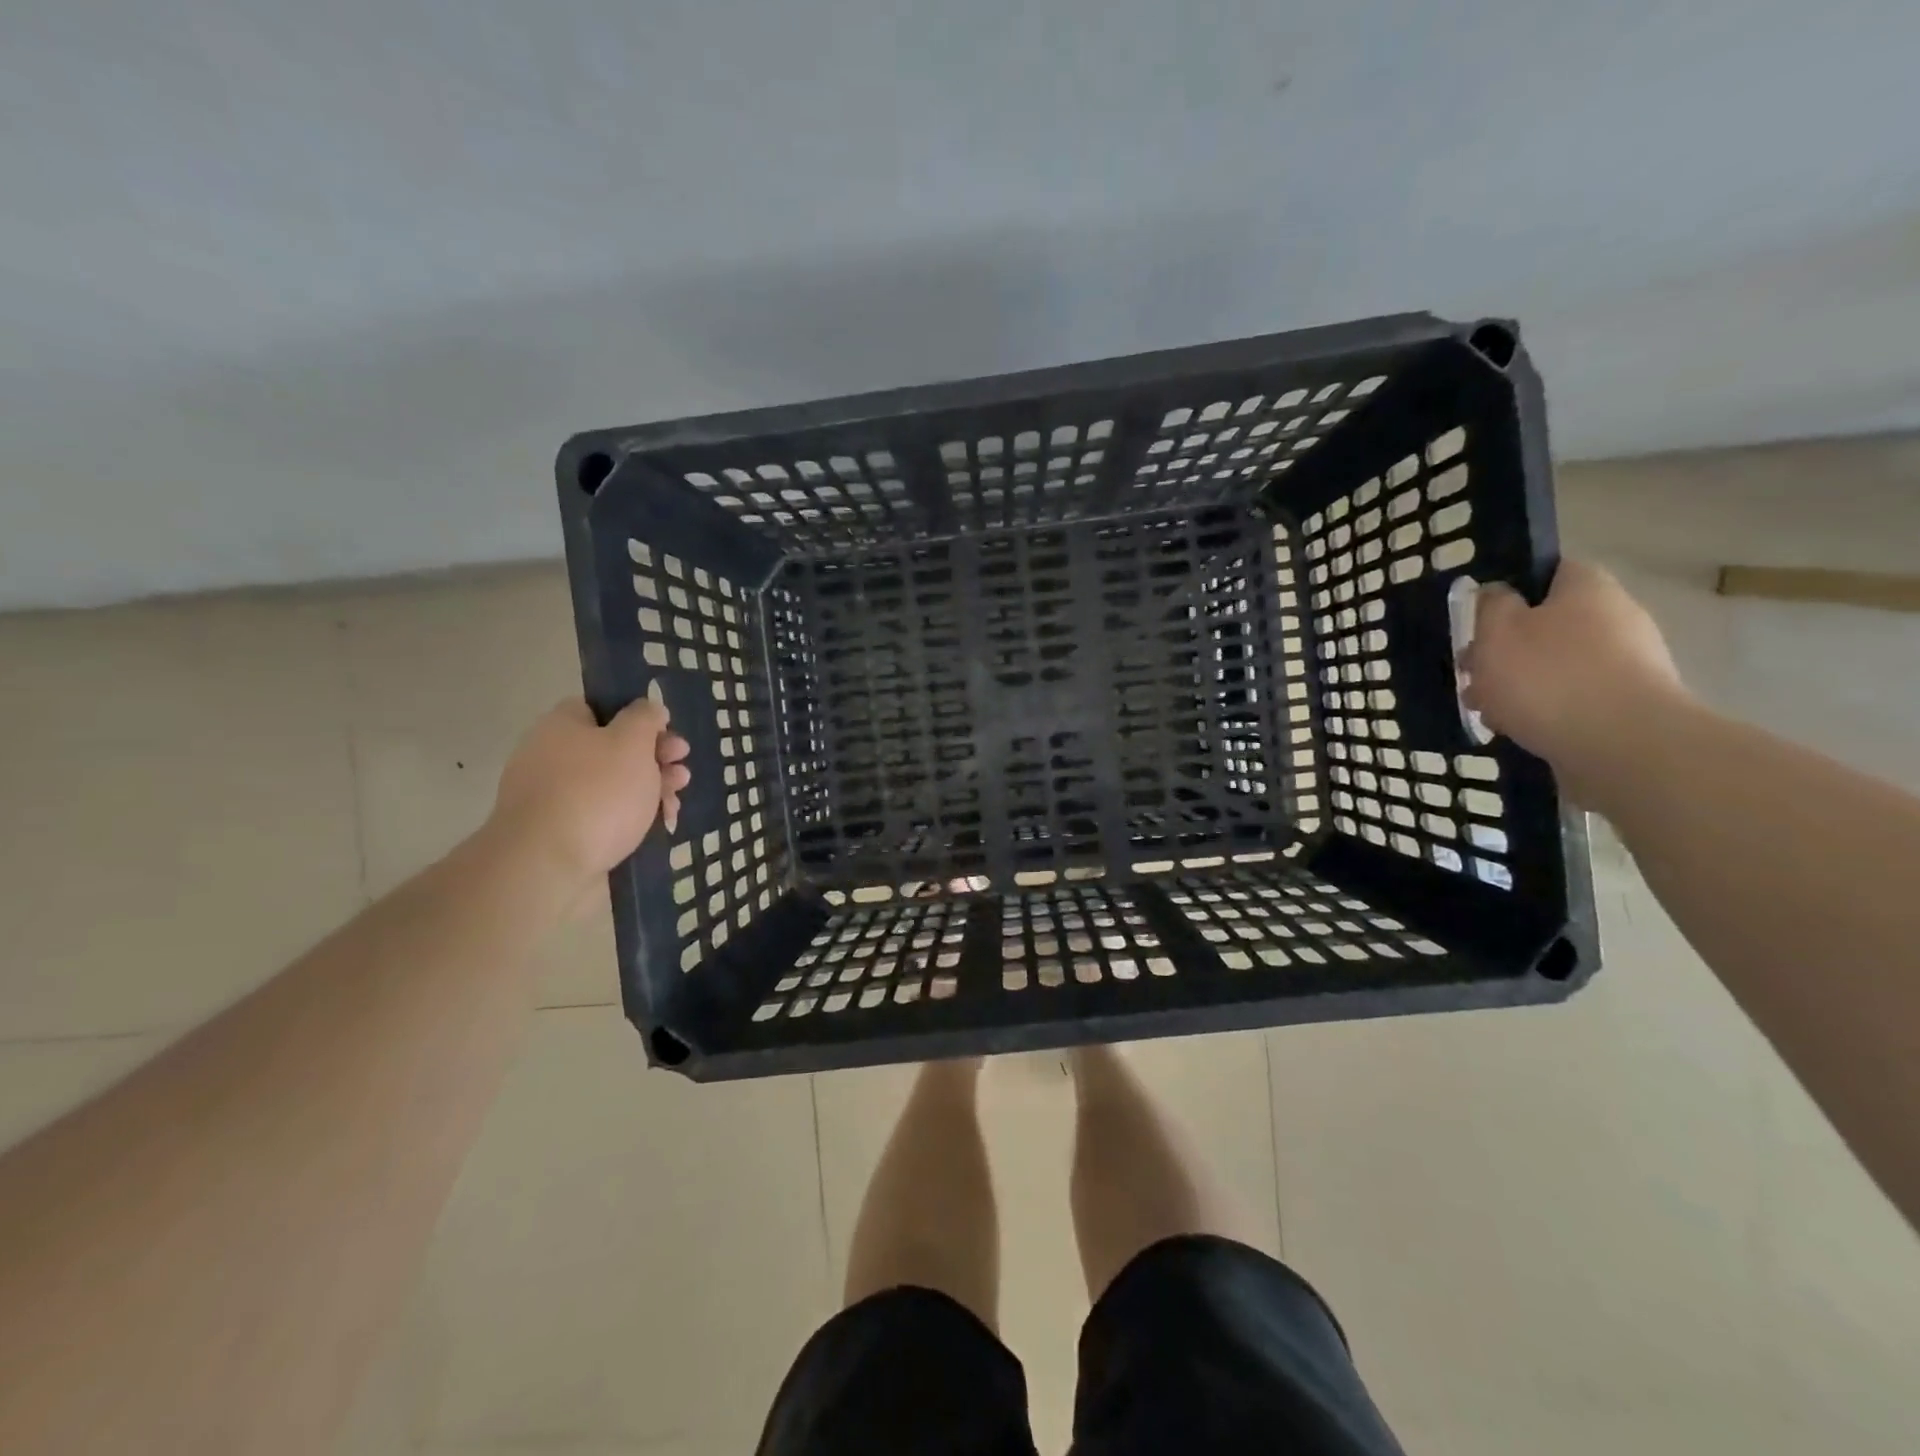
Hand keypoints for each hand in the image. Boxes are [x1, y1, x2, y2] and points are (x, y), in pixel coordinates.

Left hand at [491, 697, 690, 887]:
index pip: (602, 708)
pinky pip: (607, 816)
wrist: (548, 865)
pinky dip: (634, 818)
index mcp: (562, 726)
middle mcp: (554, 757)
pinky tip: (661, 825)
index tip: (667, 732)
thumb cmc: (596, 793)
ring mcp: (557, 798)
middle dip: (655, 758)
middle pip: (613, 748)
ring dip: (652, 789)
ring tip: (676, 801)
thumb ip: (645, 718)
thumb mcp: (632, 742)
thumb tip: (649, 708)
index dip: (638, 717)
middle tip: (682, 768)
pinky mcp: (566, 833)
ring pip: (615, 785)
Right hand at [1462, 560, 1688, 791]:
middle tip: (1471, 673)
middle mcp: (1616, 617)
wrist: (1622, 746)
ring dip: (1518, 683)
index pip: (1548, 571)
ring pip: (1555, 665)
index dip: (1510, 590)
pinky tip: (1516, 729)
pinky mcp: (1627, 706)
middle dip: (1505, 649)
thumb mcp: (1497, 631)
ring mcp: (1628, 664)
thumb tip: (1498, 592)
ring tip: (1485, 710)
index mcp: (1587, 588)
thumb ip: (1491, 605)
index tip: (1479, 618)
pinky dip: (1543, 710)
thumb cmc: (1547, 677)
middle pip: (1547, 624)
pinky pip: (1573, 699)